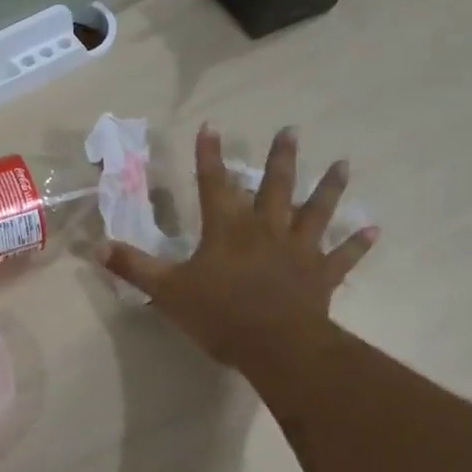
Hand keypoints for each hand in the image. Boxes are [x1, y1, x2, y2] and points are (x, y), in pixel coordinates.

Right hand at [100, 125, 378, 370]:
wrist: (274, 345)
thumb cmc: (218, 313)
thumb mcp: (167, 290)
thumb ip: (134, 267)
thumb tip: (97, 247)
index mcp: (226, 229)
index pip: (214, 183)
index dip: (209, 155)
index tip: (211, 126)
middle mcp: (265, 229)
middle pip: (274, 186)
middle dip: (280, 158)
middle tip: (291, 130)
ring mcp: (298, 250)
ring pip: (315, 211)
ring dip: (328, 187)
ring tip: (343, 164)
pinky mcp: (321, 275)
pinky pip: (343, 256)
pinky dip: (358, 244)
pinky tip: (373, 230)